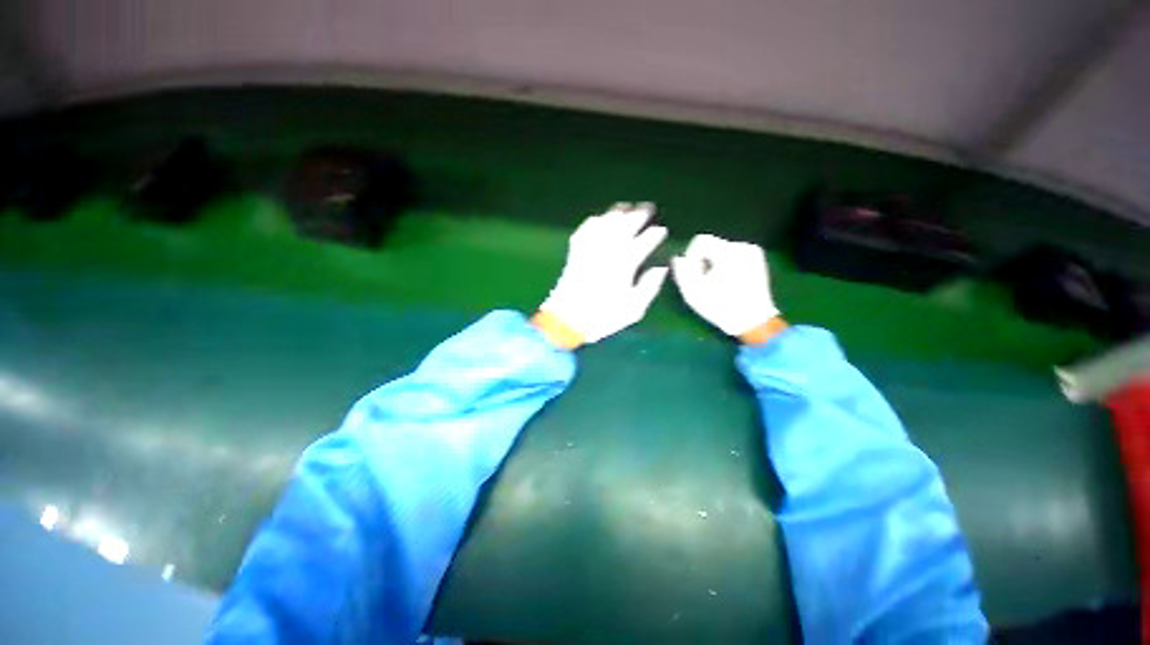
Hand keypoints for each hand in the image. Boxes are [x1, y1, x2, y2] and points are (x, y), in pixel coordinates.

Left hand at [537, 203, 669, 347]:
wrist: (567, 320)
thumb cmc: (603, 316)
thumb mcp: (633, 309)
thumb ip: (650, 286)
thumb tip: (661, 268)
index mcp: (625, 265)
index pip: (643, 243)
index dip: (654, 234)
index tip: (661, 230)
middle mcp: (608, 252)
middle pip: (625, 226)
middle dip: (638, 215)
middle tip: (648, 208)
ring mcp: (590, 251)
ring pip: (605, 224)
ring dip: (617, 213)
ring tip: (626, 207)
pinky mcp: (576, 254)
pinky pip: (584, 231)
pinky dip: (592, 222)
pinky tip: (598, 218)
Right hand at [671, 234, 780, 339]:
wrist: (753, 321)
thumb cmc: (721, 307)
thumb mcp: (693, 293)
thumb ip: (682, 272)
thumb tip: (678, 258)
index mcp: (729, 253)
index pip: (701, 240)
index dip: (691, 256)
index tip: (693, 274)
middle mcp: (743, 247)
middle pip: (712, 245)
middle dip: (703, 261)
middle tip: (704, 281)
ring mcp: (753, 252)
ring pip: (722, 249)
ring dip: (714, 263)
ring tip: (716, 282)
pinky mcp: (757, 259)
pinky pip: (733, 255)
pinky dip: (726, 264)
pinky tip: (727, 281)